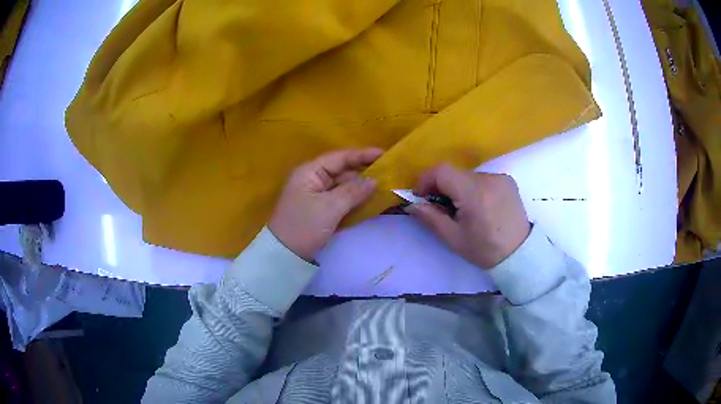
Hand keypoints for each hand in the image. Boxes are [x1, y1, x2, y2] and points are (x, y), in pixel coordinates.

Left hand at [269, 148, 382, 260]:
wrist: (285, 255)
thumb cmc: (304, 226)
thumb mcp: (330, 208)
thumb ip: (353, 192)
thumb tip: (375, 181)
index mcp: (310, 172)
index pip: (339, 158)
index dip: (362, 155)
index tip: (384, 154)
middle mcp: (313, 179)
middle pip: (342, 171)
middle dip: (364, 172)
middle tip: (389, 173)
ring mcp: (316, 195)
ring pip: (343, 186)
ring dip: (361, 188)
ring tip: (385, 186)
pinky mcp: (320, 210)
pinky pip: (341, 200)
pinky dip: (354, 200)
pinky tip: (370, 201)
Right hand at [407, 164, 530, 268]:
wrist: (520, 254)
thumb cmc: (485, 250)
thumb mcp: (453, 238)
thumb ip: (431, 217)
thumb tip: (412, 205)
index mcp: (474, 194)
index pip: (442, 171)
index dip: (426, 179)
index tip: (420, 195)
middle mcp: (488, 179)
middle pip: (454, 172)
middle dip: (441, 186)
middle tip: (439, 206)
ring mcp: (500, 177)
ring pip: (468, 175)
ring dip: (458, 187)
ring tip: (462, 209)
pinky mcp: (507, 180)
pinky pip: (482, 178)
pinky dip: (473, 188)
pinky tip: (479, 206)